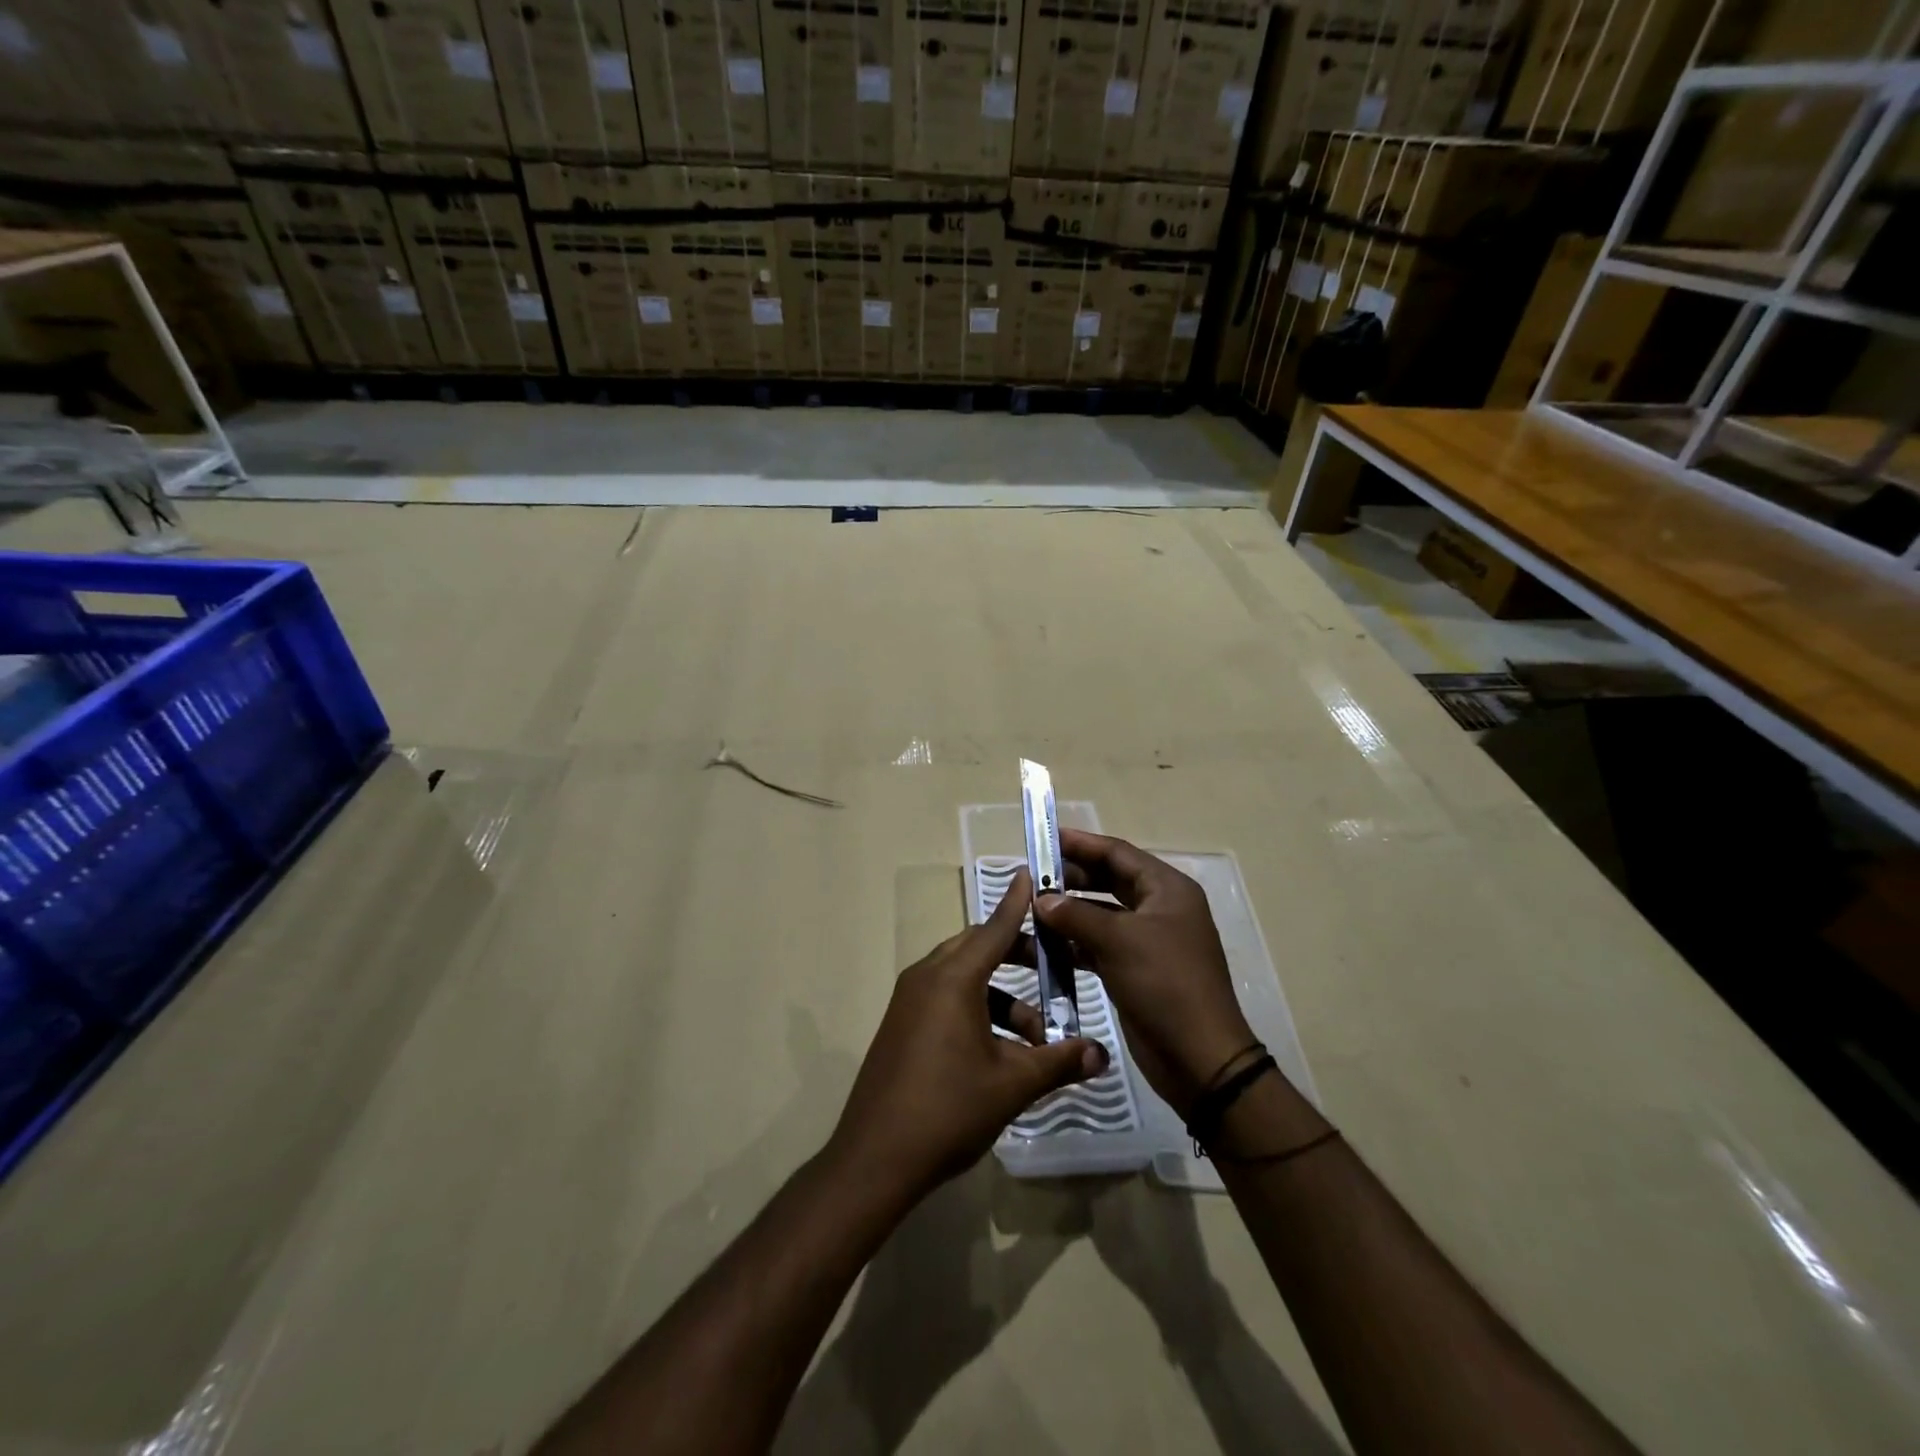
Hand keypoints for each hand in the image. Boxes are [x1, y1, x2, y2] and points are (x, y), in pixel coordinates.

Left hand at [829, 867, 1108, 1203]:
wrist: (875, 1158)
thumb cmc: (948, 1110)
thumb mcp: (1012, 1085)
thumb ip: (1059, 1063)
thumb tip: (1102, 1055)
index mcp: (953, 979)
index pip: (994, 927)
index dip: (1017, 902)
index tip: (1031, 874)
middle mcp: (927, 977)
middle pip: (979, 948)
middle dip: (1018, 956)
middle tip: (1055, 972)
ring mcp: (910, 1001)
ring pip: (964, 978)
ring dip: (1002, 997)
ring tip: (1034, 1040)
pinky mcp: (902, 1024)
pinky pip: (946, 998)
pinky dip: (977, 1010)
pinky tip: (1000, 1053)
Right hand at [1035, 830, 1256, 1117]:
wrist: (1199, 1058)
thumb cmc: (1165, 984)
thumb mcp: (1119, 941)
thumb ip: (1076, 914)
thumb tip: (1042, 899)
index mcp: (1167, 889)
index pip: (1118, 853)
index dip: (1081, 843)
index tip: (1044, 838)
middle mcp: (1159, 908)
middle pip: (1109, 880)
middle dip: (1071, 877)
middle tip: (1032, 876)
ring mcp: (1148, 941)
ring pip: (1101, 914)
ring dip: (1068, 911)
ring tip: (1030, 908)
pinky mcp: (1135, 970)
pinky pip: (1099, 945)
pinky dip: (1074, 942)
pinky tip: (1043, 945)